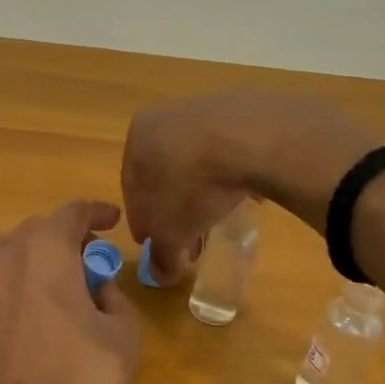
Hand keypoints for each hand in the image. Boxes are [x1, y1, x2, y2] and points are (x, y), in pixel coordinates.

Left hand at [0, 200, 141, 383]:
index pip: (72, 212)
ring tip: (52, 278)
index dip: (96, 212)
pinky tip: (27, 304)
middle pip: (36, 228)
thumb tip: (98, 287)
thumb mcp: (123, 334)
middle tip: (90, 259)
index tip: (112, 220)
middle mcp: (5, 255)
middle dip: (65, 237)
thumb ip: (114, 298)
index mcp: (46, 249)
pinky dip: (7, 278)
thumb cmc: (82, 378)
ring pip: (1, 246)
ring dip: (28, 251)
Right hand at [122, 93, 376, 280]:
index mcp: (137, 138)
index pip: (132, 190)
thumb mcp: (170, 233)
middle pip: (165, 174)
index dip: (145, 223)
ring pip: (196, 163)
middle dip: (175, 210)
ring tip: (220, 219)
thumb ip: (161, 255)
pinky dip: (229, 175)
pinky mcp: (242, 110)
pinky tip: (242, 193)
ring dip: (202, 193)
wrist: (251, 140)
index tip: (158, 245)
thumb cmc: (191, 186)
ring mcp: (205, 109)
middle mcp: (165, 118)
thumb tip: (160, 274)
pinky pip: (228, 152)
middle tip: (191, 240)